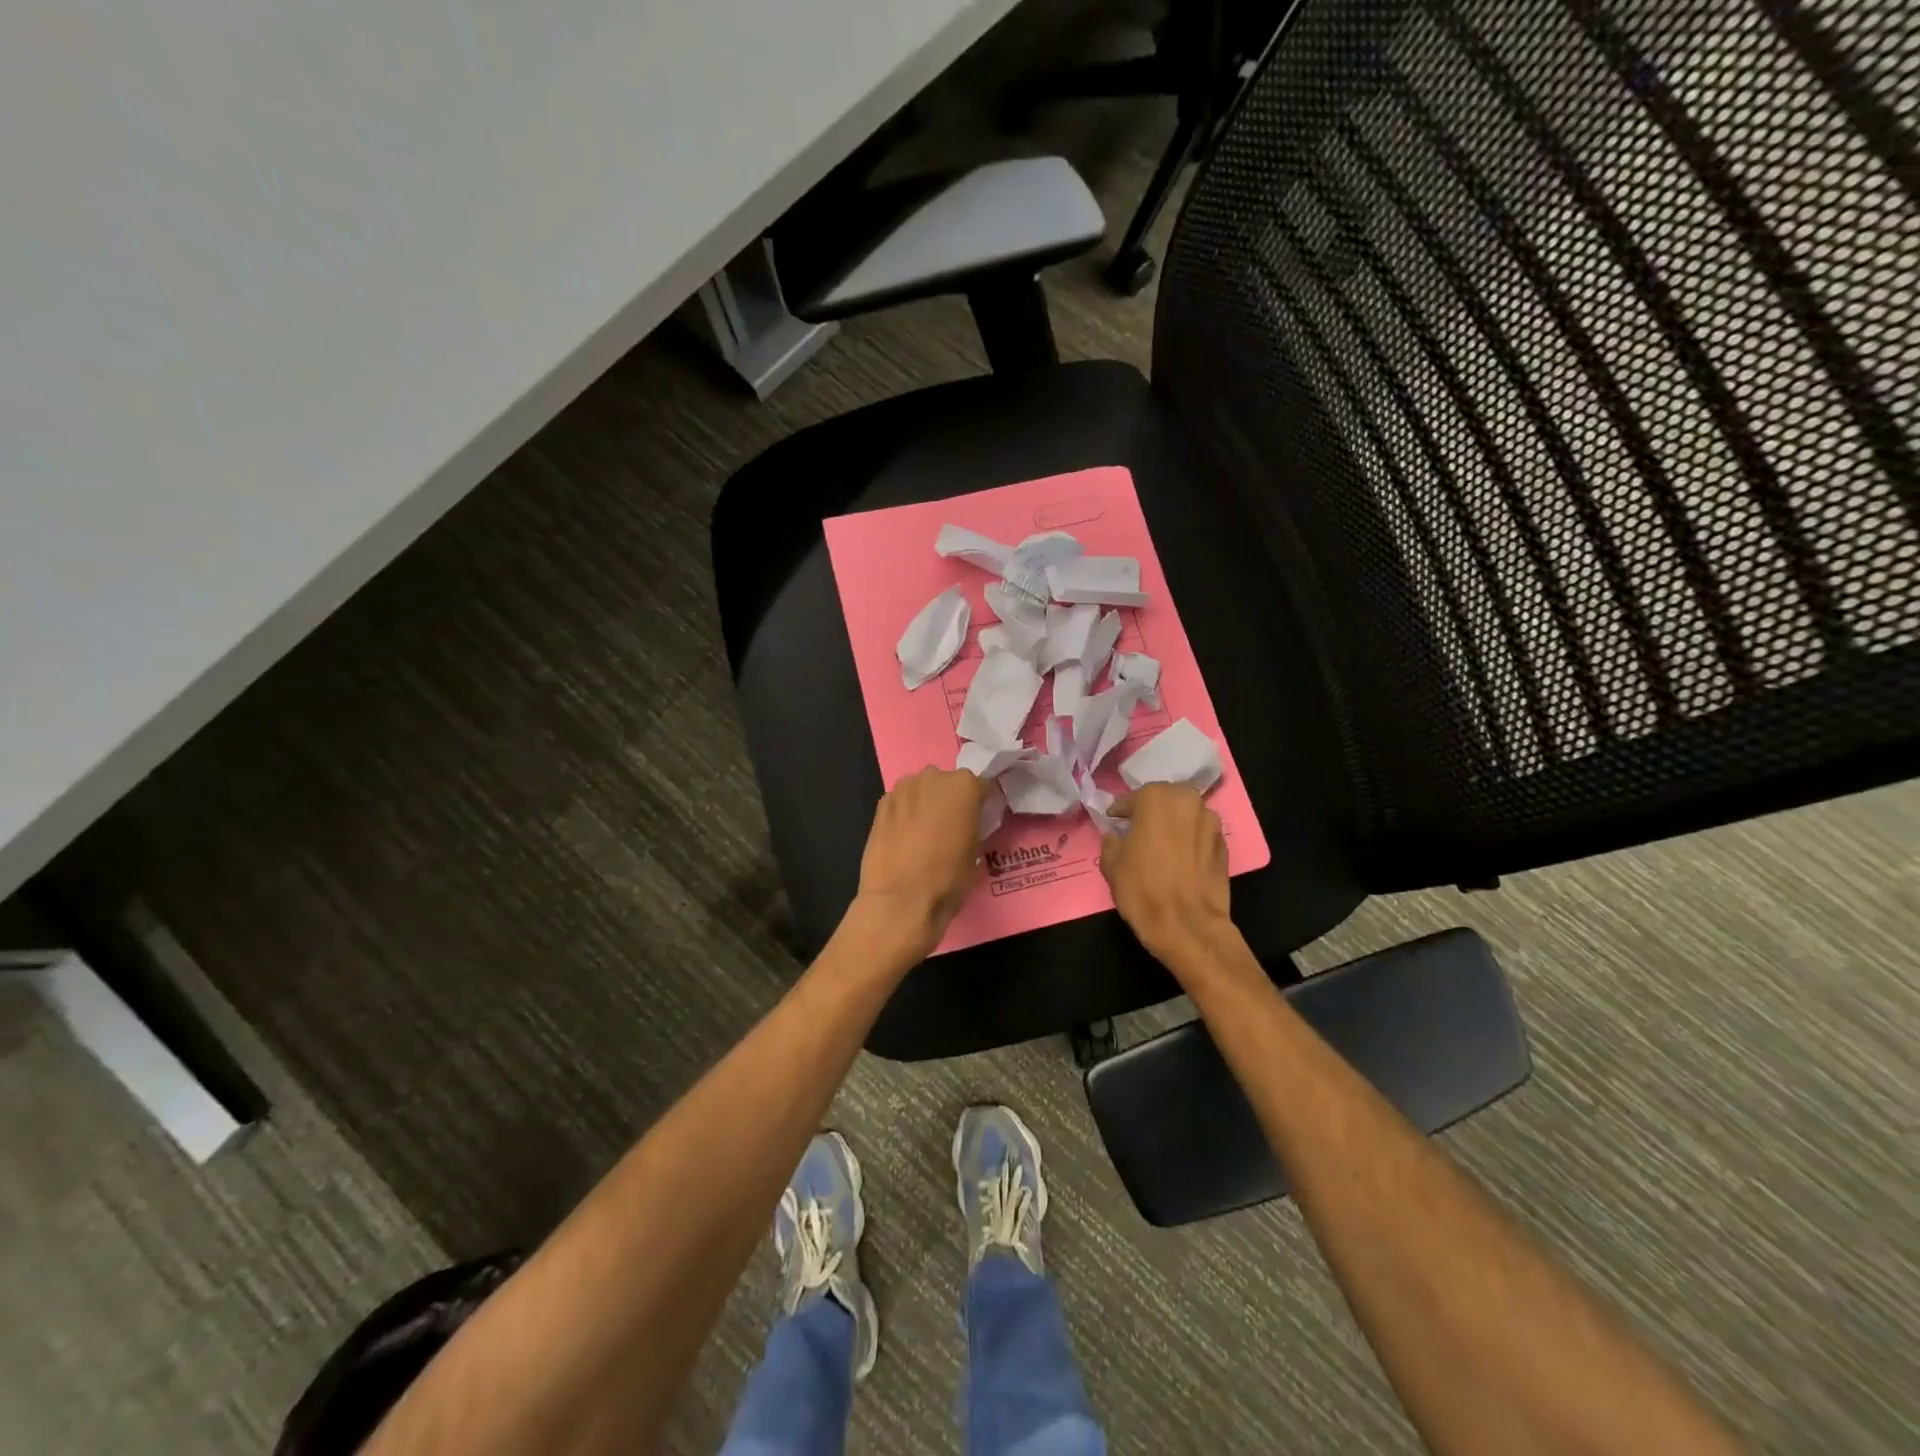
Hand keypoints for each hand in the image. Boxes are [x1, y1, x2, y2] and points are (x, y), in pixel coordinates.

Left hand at [851, 766, 987, 959]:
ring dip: (924, 804)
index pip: (979, 787)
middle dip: (948, 800)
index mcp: (964, 785)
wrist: (901, 899)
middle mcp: (933, 777)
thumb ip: (973, 824)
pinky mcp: (881, 804)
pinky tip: (903, 838)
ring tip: (923, 834)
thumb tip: (966, 822)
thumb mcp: (976, 850)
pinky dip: (904, 814)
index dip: (979, 805)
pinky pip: (900, 803)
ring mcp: (903, 788)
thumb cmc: (948, 877)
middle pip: (946, 784)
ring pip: (920, 790)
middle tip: (949, 828)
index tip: (977, 821)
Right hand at [1099, 783, 1232, 966]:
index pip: (1131, 799)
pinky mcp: (1225, 845)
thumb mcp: (1111, 863)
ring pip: (1185, 815)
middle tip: (1138, 831)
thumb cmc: (1142, 889)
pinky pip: (1200, 835)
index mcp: (1156, 798)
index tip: (1113, 822)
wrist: (1187, 925)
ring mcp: (1211, 822)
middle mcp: (1187, 801)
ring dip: (1173, 824)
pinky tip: (1180, 859)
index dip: (1120, 812)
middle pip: (1164, 800)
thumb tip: (1117, 834)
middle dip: (1151, 812)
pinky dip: (1190, 841)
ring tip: (1161, 845)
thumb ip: (1111, 840)